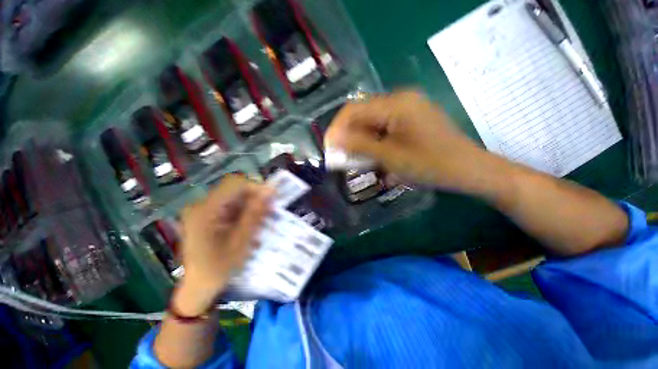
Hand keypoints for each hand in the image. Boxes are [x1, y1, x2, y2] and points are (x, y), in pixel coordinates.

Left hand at [172, 174, 271, 315]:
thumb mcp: (241, 239)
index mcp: (206, 210)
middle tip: (270, 211)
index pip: (234, 184)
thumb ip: (255, 213)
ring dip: (251, 207)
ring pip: (235, 199)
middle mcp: (202, 206)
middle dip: (255, 199)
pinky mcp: (208, 217)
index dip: (255, 188)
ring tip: (263, 220)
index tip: (272, 199)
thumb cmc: (219, 267)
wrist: (198, 288)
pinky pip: (231, 208)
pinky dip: (244, 213)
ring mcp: (204, 211)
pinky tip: (252, 225)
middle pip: (234, 191)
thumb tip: (270, 191)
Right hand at [325, 90, 492, 192]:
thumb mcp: (389, 157)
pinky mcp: (411, 118)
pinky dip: (374, 141)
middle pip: (362, 114)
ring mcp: (407, 108)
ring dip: (361, 140)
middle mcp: (400, 99)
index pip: (353, 109)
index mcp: (395, 103)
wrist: (468, 170)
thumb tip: (332, 139)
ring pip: (372, 122)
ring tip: (358, 159)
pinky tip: (375, 155)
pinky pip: (384, 126)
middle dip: (349, 136)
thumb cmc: (430, 165)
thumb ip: (359, 145)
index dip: (336, 129)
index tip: (328, 148)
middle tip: (342, 157)